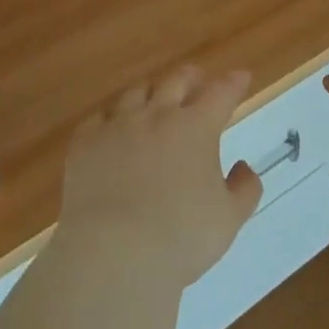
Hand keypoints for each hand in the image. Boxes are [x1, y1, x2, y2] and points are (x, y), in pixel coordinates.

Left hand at [56, 65, 263, 288]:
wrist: (112, 252)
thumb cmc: (180, 238)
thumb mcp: (228, 219)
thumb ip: (244, 189)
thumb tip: (242, 167)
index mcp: (196, 128)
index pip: (220, 94)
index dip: (233, 83)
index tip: (241, 76)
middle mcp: (157, 115)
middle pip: (176, 80)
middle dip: (191, 76)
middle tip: (197, 79)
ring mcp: (117, 124)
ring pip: (136, 92)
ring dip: (152, 91)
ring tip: (155, 97)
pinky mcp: (85, 142)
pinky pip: (100, 117)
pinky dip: (112, 117)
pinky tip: (112, 126)